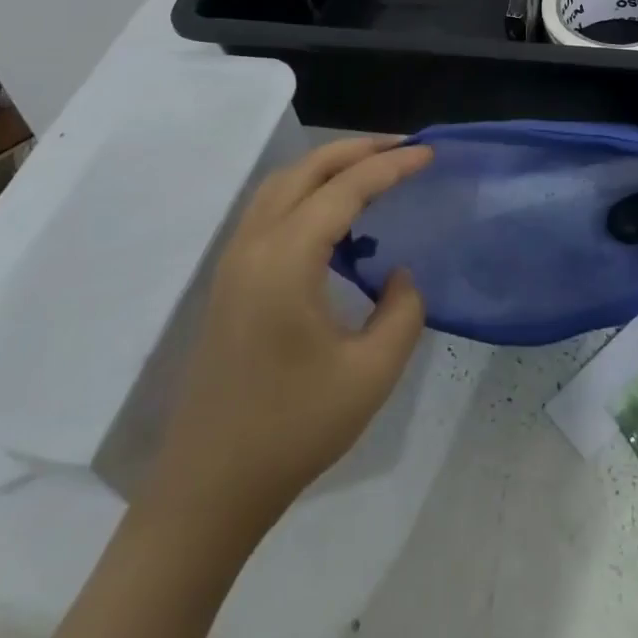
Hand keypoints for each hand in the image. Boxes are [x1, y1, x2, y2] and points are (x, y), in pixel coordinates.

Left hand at [154, 136, 431, 519]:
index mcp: (285, 259)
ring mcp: (234, 261)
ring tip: (374, 171)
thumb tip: (398, 275)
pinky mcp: (229, 281)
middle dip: (357, 150)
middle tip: (404, 148)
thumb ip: (402, 312)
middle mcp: (254, 245)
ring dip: (328, 167)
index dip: (390, 166)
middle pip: (306, 170)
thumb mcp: (370, 374)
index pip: (344, 189)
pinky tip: (336, 219)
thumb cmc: (292, 430)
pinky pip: (271, 211)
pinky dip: (307, 193)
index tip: (429, 153)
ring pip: (282, 185)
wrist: (208, 488)